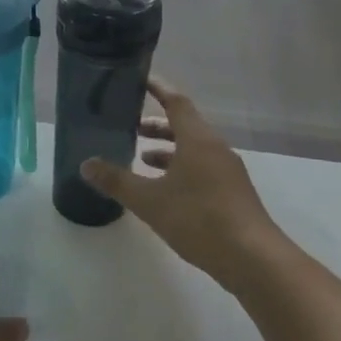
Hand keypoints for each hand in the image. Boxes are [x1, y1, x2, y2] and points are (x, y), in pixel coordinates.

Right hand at [80, 78, 286, 289]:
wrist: (254, 260)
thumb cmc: (199, 219)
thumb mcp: (150, 201)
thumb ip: (117, 181)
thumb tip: (86, 164)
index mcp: (198, 140)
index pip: (176, 102)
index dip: (157, 89)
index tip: (139, 80)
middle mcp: (215, 148)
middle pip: (185, 125)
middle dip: (157, 125)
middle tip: (131, 128)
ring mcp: (228, 171)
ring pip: (194, 149)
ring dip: (169, 150)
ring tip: (142, 160)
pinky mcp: (233, 193)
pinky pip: (203, 168)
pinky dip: (181, 168)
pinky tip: (166, 191)